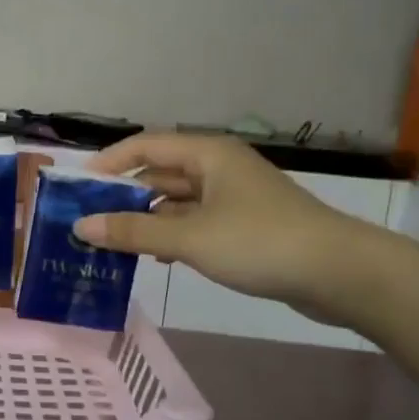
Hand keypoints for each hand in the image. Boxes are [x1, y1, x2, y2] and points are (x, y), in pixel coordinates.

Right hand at [77, 133, 373, 318]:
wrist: (340, 273)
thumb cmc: (260, 242)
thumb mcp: (189, 238)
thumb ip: (133, 232)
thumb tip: (81, 226)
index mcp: (207, 154)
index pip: (145, 145)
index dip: (109, 162)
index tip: (78, 186)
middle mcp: (218, 167)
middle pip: (160, 173)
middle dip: (124, 195)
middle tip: (89, 221)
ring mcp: (234, 196)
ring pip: (177, 200)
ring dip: (147, 219)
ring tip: (113, 243)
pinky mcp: (245, 225)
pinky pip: (196, 222)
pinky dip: (173, 235)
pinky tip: (156, 257)